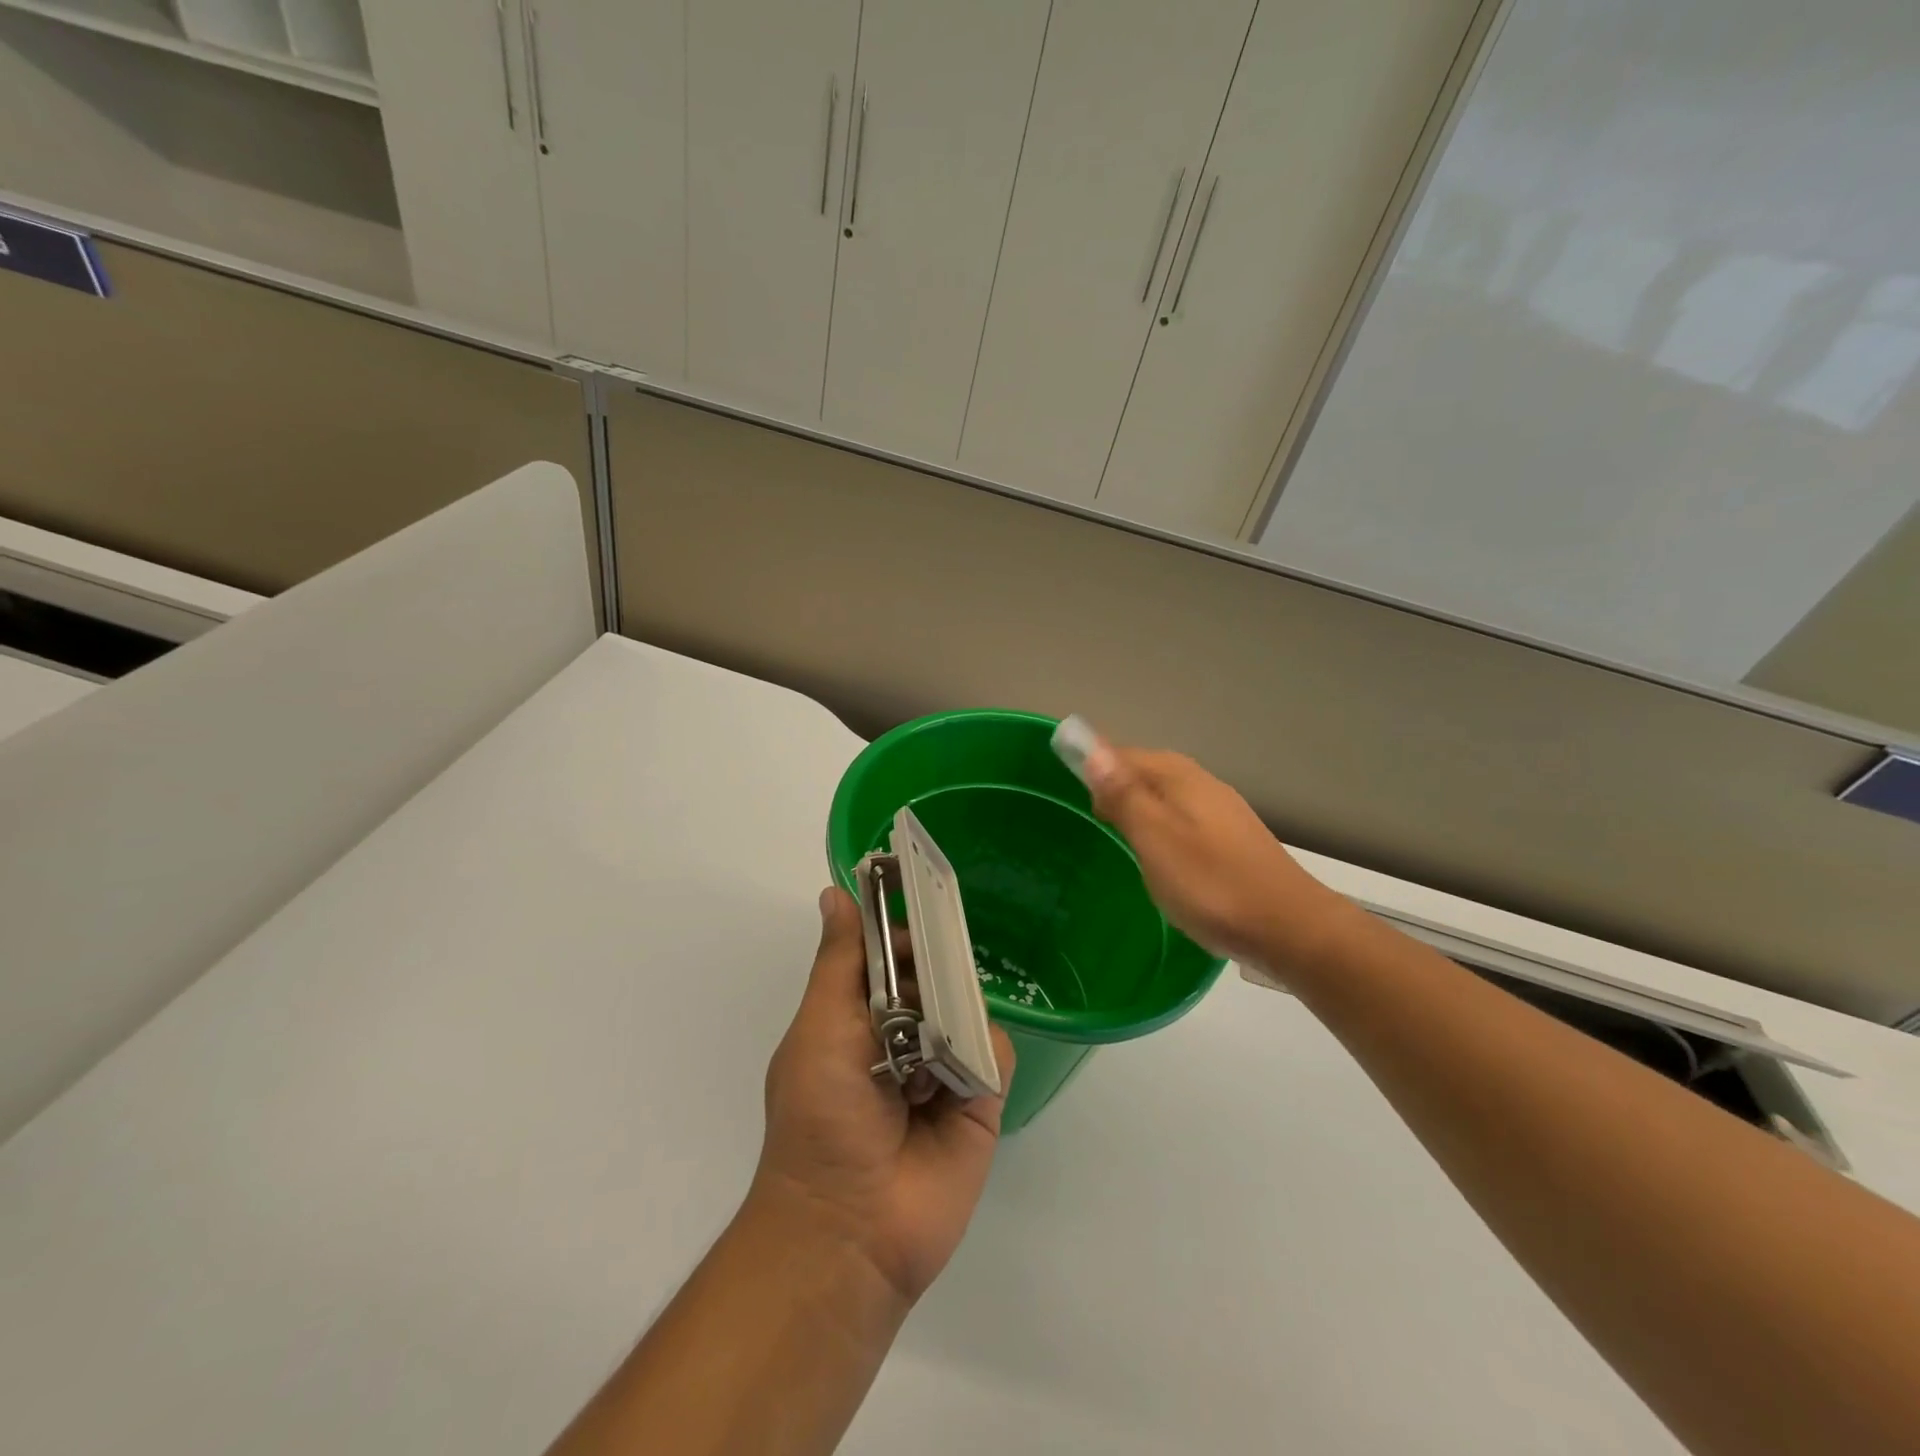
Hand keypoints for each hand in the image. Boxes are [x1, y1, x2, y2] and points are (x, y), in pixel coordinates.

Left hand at [752, 887, 1014, 1305]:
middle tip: (936, 959)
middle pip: (935, 974)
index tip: (918, 893)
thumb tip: (835, 892)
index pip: (888, 954)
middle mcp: (904, 1034)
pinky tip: (958, 1078)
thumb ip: (839, 962)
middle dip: (937, 964)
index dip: (901, 928)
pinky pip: (997, 1051)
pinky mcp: (981, 1099)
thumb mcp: (820, 1028)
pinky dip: (982, 1055)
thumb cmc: (821, 1118)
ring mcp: (944, 1066)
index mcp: (859, 1015)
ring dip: (957, 1013)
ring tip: (935, 1040)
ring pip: (969, 1006)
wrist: (851, 1229)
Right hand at [1081, 739, 1342, 966]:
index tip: (1072, 795)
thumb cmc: (1212, 884)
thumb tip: (1093, 749)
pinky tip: (1161, 859)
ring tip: (1121, 839)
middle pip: (1148, 772)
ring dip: (1141, 809)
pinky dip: (1164, 830)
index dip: (1095, 767)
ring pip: (1167, 797)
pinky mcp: (1234, 840)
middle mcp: (1203, 784)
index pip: (1125, 755)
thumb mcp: (1156, 839)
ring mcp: (1223, 812)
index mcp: (1180, 778)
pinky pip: (1185, 820)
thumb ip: (1125, 795)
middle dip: (1117, 786)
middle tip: (1095, 820)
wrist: (1291, 929)